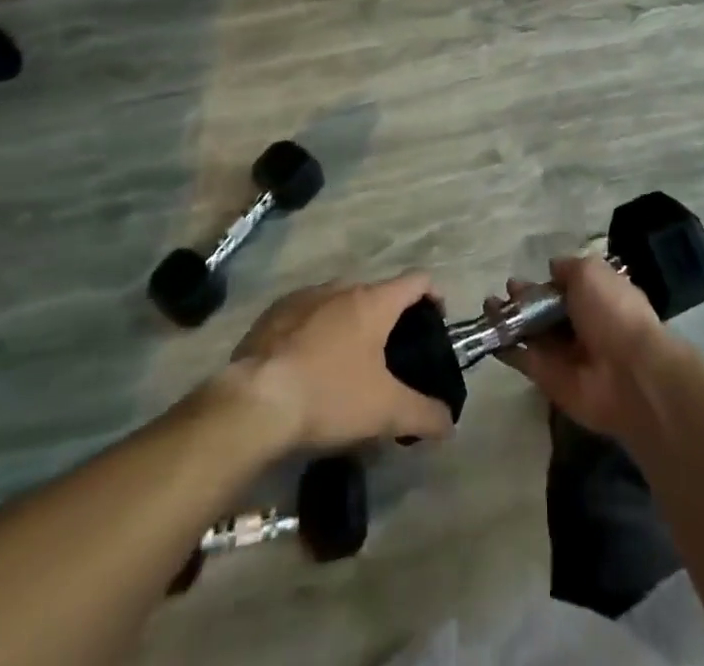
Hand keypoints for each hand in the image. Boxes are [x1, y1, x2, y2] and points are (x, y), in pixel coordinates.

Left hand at [231, 274, 456, 449]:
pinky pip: (306, 316)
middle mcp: (341, 287)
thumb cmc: (329, 395)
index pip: (417, 280)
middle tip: (390, 358)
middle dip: (387, 320)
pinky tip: (308, 368)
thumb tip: (450, 422)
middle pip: (376, 294)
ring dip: (349, 326)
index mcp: (373, 301)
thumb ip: (424, 414)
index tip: (435, 323)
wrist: (254, 401)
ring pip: (339, 304)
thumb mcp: (385, 411)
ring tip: (347, 365)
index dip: (433, 296)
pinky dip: (315, 334)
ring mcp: (304, 297)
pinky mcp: (272, 314)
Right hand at [494, 255, 671, 438]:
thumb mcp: (591, 272)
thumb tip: (552, 268)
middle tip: (504, 290)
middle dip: (524, 299)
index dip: (546, 281)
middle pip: (545, 310)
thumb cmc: (612, 312)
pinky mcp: (548, 378)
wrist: (627, 374)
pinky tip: (488, 335)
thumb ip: (568, 268)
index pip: (566, 287)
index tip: (526, 274)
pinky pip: (523, 359)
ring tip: (488, 306)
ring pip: (531, 333)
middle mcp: (580, 324)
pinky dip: (506, 349)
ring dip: (509, 320)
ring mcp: (563, 353)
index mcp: (597, 297)